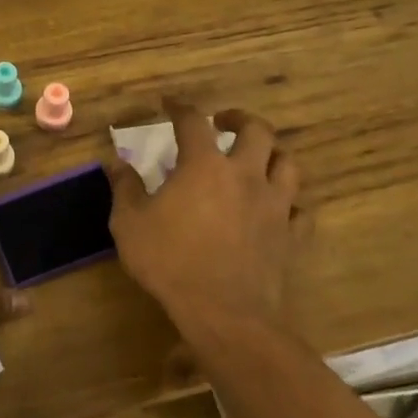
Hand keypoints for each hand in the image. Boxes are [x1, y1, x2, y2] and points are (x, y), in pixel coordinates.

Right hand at [105, 99, 303, 348]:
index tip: (169, 104)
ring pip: (288, 164)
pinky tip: (278, 207)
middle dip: (239, 119)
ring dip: (272, 153)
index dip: (180, 107)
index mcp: (204, 165)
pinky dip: (291, 202)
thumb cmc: (170, 261)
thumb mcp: (130, 223)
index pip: (193, 122)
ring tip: (257, 157)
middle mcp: (245, 175)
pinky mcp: (291, 236)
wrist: (224, 313)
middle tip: (223, 123)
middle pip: (257, 130)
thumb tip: (116, 162)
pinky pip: (301, 209)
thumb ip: (125, 188)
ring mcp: (275, 205)